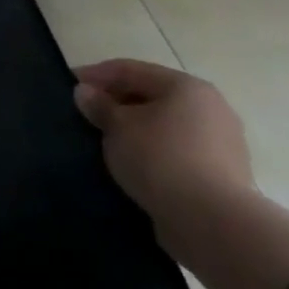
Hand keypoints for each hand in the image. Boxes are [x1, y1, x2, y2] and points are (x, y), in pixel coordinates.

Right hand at [73, 58, 254, 219]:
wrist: (211, 218)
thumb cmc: (158, 157)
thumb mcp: (116, 125)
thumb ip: (99, 104)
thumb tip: (86, 92)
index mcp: (187, 87)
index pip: (130, 70)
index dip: (95, 74)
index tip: (67, 85)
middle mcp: (210, 107)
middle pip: (151, 94)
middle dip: (116, 100)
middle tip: (83, 113)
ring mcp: (221, 140)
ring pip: (164, 122)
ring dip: (134, 125)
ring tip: (104, 137)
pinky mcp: (221, 170)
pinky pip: (176, 147)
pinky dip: (151, 147)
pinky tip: (131, 159)